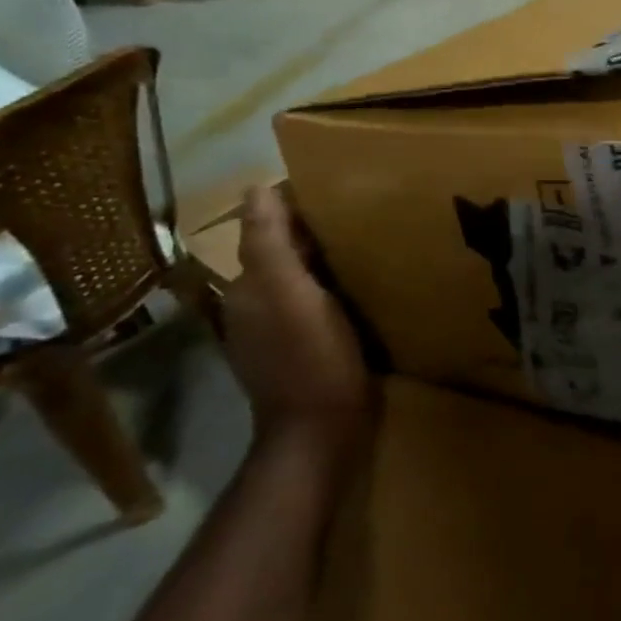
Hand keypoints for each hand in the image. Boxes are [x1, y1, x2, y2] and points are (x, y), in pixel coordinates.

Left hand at [222, 186, 370, 453]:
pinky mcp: (303, 349)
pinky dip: (335, 287)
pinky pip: (317, 302)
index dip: (297, 206)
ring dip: (327, 258)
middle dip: (314, 230)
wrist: (322, 432)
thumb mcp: (291, 295)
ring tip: (370, 240)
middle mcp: (256, 305)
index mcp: (250, 287)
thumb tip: (257, 188)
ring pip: (302, 277)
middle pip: (284, 252)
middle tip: (364, 211)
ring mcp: (279, 331)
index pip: (267, 230)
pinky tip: (364, 285)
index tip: (339, 189)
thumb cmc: (312, 358)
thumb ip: (269, 244)